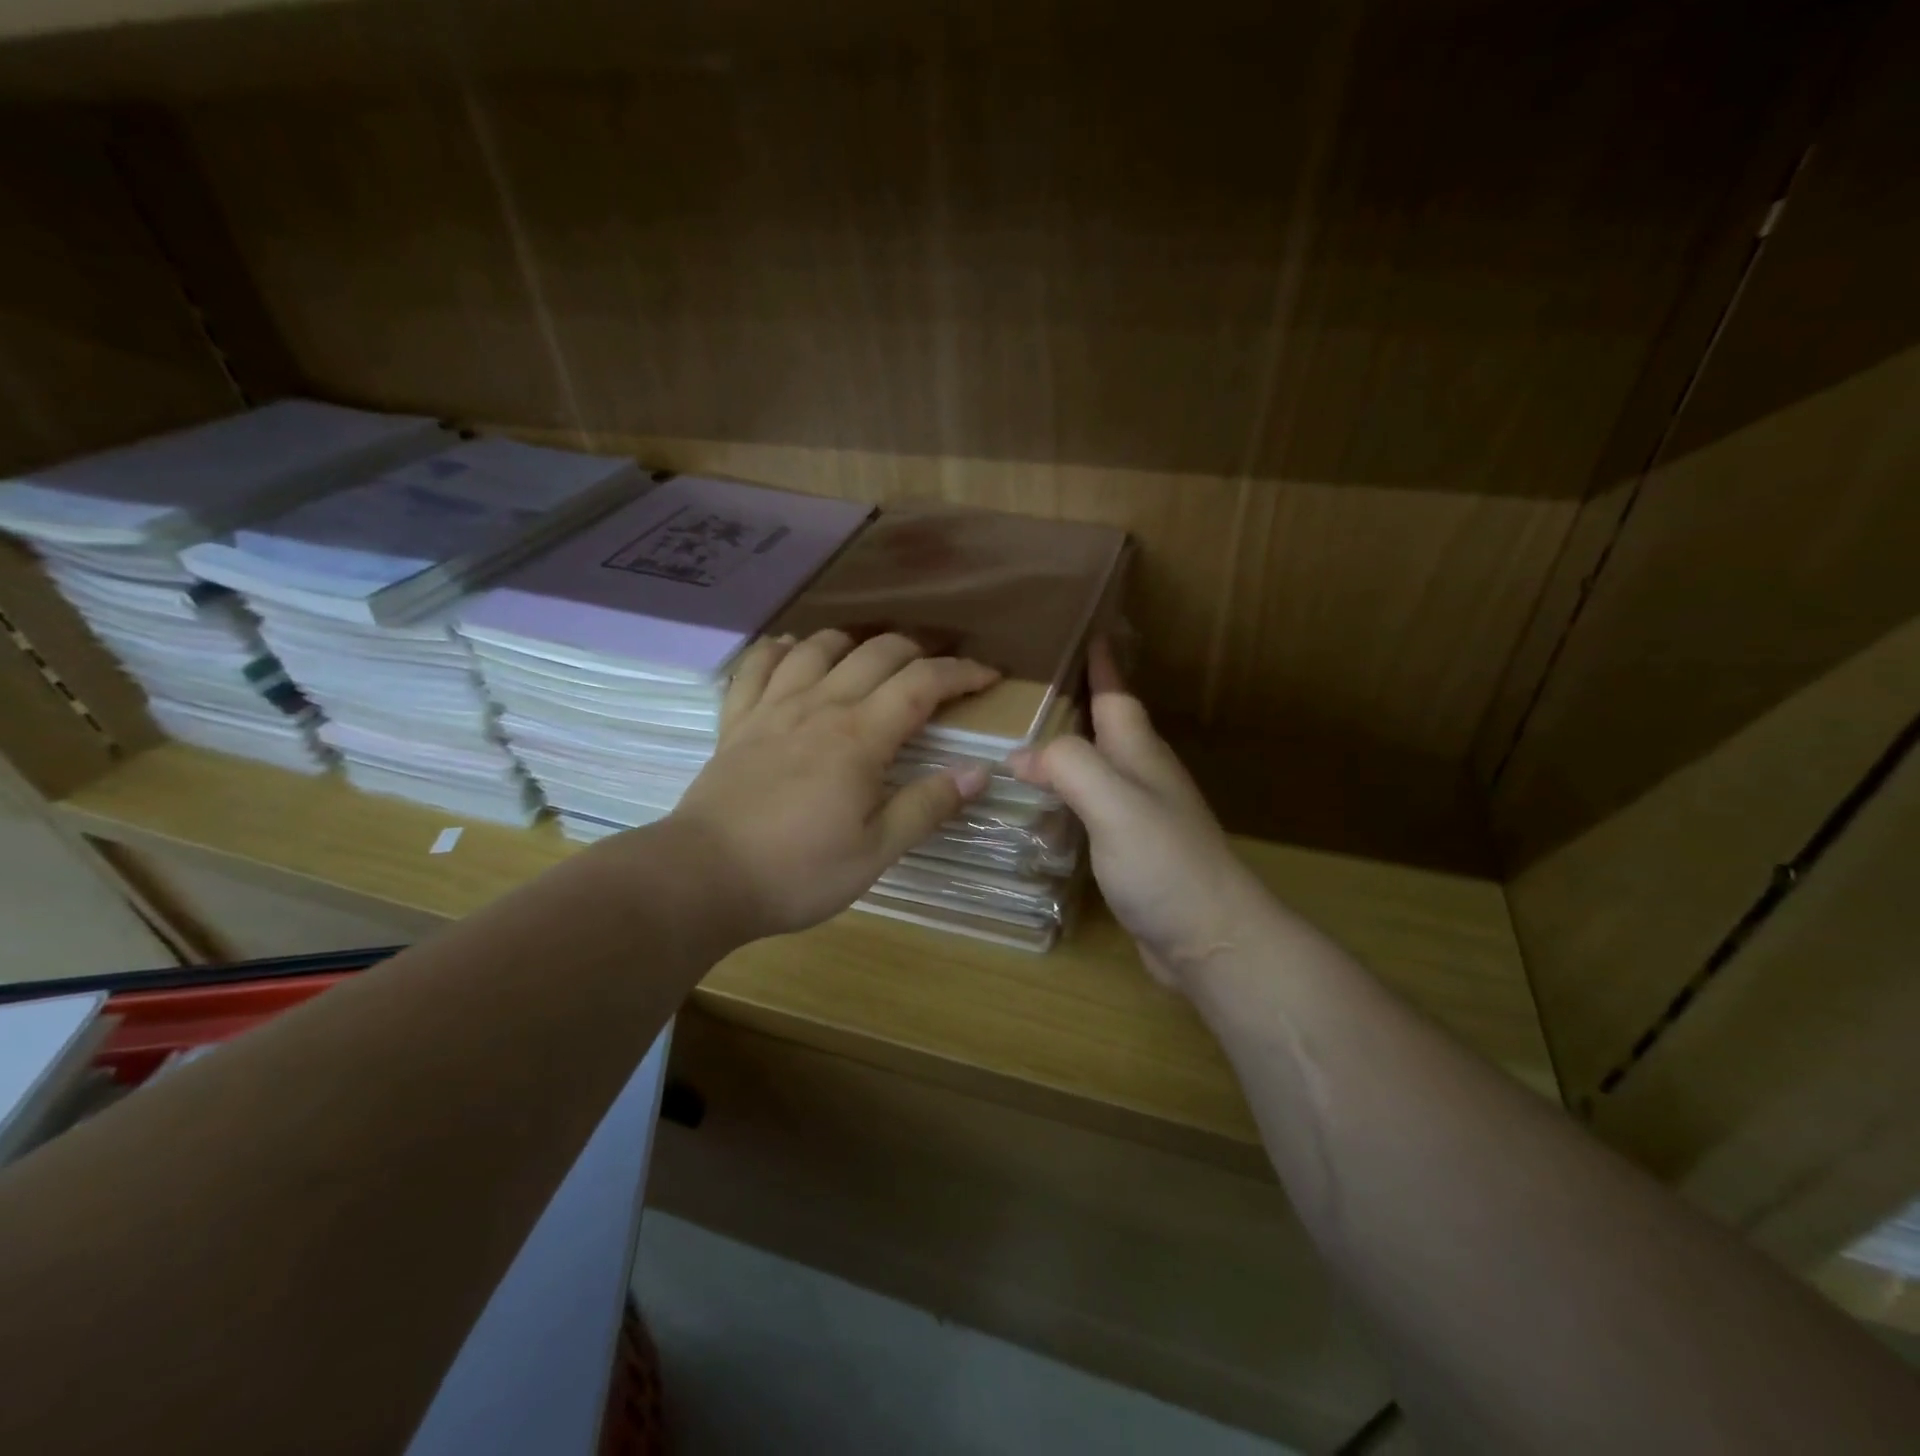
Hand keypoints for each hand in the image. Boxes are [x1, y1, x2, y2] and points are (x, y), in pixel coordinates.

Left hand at [666, 629, 999, 939]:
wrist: (703, 878)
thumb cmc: (797, 871)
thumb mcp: (875, 851)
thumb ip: (927, 806)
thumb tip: (978, 771)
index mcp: (860, 736)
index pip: (922, 684)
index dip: (960, 673)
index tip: (988, 676)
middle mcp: (820, 706)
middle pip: (875, 654)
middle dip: (917, 651)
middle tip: (937, 670)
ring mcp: (772, 708)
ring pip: (817, 648)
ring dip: (852, 641)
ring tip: (869, 654)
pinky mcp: (737, 721)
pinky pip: (756, 666)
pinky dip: (777, 650)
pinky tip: (788, 649)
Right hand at [1010, 640, 1268, 987]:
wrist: (1211, 938)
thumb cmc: (1165, 863)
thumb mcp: (1115, 804)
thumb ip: (1069, 767)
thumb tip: (1020, 755)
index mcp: (1139, 755)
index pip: (1116, 694)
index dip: (1101, 663)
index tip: (1085, 627)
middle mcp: (1142, 776)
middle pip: (1107, 726)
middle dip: (1077, 699)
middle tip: (1030, 683)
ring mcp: (1139, 815)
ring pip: (1098, 766)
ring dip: (1068, 747)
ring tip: (1025, 736)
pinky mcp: (1131, 850)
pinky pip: (1092, 805)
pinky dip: (1067, 793)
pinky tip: (1044, 805)